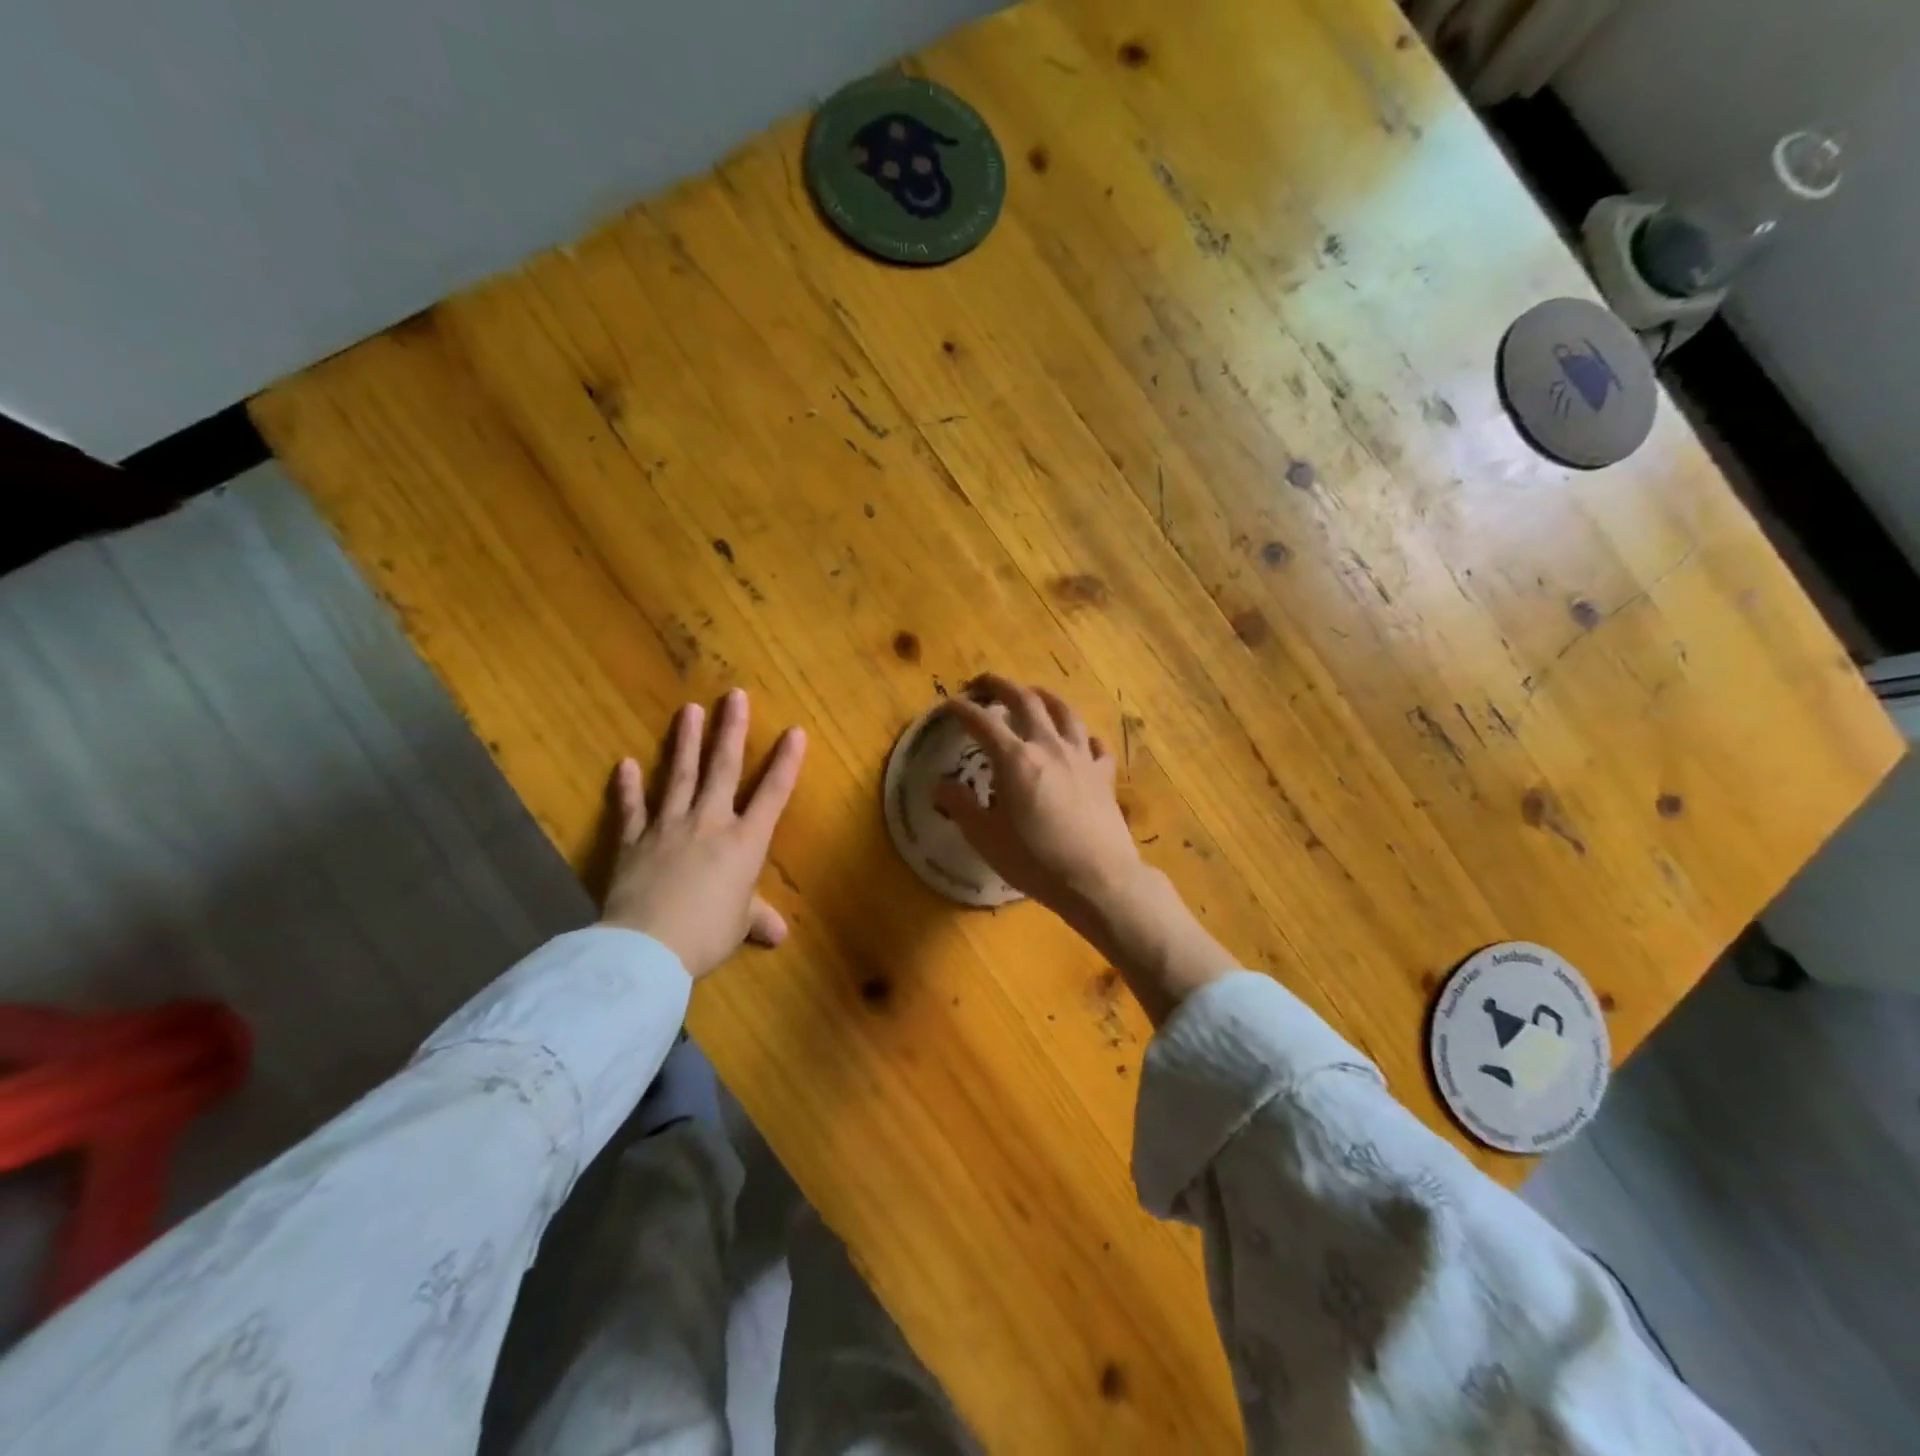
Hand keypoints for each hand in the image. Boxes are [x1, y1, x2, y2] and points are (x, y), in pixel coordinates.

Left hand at [600, 690, 806, 978]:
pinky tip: (625, 763)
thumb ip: (757, 919)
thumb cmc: (706, 935)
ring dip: (685, 742)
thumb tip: (778, 934)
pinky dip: (628, 786)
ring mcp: (668, 827)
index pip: (772, 794)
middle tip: (734, 696)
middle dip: (731, 730)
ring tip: (689, 709)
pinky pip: (632, 808)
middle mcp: (710, 823)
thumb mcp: (738, 926)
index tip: (795, 730)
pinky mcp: (633, 841)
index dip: (786, 762)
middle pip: (723, 769)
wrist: (648, 947)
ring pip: (680, 776)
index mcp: (745, 842)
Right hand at [938, 674, 1233, 1023]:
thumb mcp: (986, 838)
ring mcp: (1081, 758)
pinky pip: (1094, 744)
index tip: (948, 704)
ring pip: (1064, 712)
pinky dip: (1082, 735)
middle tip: (985, 682)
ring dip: (1044, 697)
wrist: (1097, 879)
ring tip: (1033, 694)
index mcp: (1015, 759)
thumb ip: (960, 805)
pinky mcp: (1104, 775)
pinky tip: (1079, 739)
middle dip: (1002, 686)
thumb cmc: (1035, 860)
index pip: (982, 722)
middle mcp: (1049, 746)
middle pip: (1025, 701)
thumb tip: (940, 784)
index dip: (962, 709)